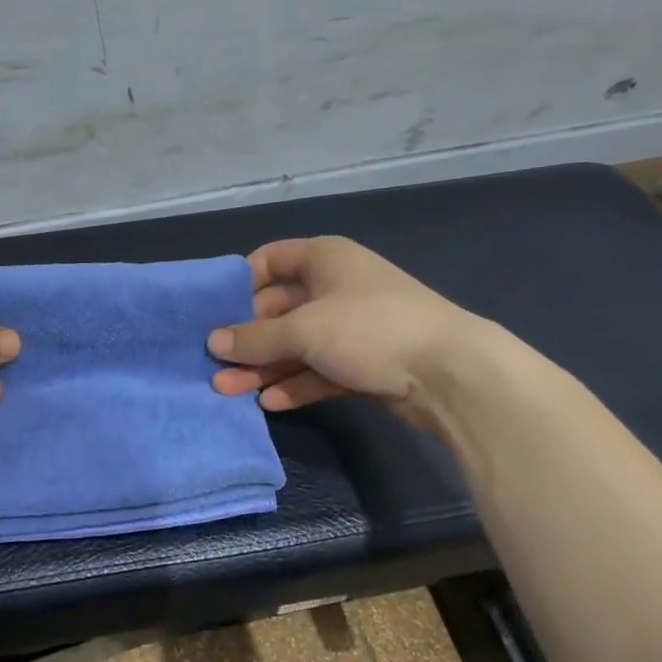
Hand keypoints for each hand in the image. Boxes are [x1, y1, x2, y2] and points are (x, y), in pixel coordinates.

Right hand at [207, 237, 481, 424]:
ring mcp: (349, 328)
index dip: (239, 283)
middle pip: (277, 309)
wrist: (450, 374)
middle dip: (245, 338)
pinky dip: (294, 384)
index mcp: (324, 259)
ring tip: (227, 391)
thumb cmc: (370, 330)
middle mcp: (334, 288)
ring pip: (294, 345)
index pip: (269, 260)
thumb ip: (255, 338)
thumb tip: (212, 342)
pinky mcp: (361, 364)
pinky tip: (269, 403)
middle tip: (212, 363)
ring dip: (263, 367)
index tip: (211, 312)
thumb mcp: (304, 330)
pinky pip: (316, 370)